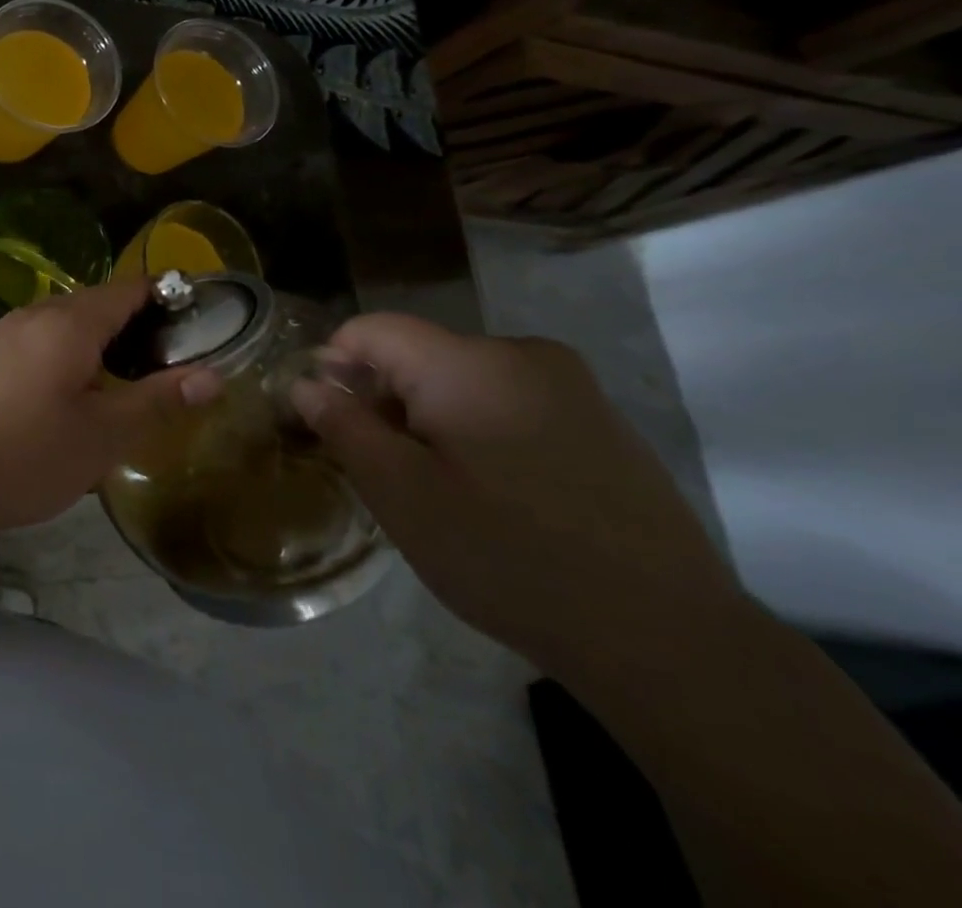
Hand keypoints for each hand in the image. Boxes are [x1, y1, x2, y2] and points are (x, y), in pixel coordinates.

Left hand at [0, 278, 220, 540]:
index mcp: (70, 322)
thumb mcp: (103, 435)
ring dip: (108, 341)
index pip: (132, 288)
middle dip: (142, 324)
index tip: (204, 321)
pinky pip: (48, 339)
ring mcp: (9, 332)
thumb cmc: (25, 455)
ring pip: (73, 323)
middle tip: (178, 362)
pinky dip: (77, 353)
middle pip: (102, 302)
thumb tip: (214, 375)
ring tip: (139, 380)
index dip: (171, 297)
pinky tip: (85, 392)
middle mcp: (38, 313)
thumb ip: (158, 400)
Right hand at [291, 313, 738, 676]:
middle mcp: (521, 353)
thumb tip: (304, 384)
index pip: (372, 330)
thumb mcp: (401, 494)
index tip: (327, 421)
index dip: (334, 364)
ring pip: (462, 379)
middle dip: (384, 399)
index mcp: (468, 362)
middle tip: (382, 469)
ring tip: (439, 489)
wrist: (666, 639)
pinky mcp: (600, 420)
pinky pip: (509, 401)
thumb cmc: (508, 556)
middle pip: (419, 354)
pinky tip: (497, 495)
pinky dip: (478, 430)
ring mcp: (570, 385)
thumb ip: (343, 426)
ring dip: (430, 418)